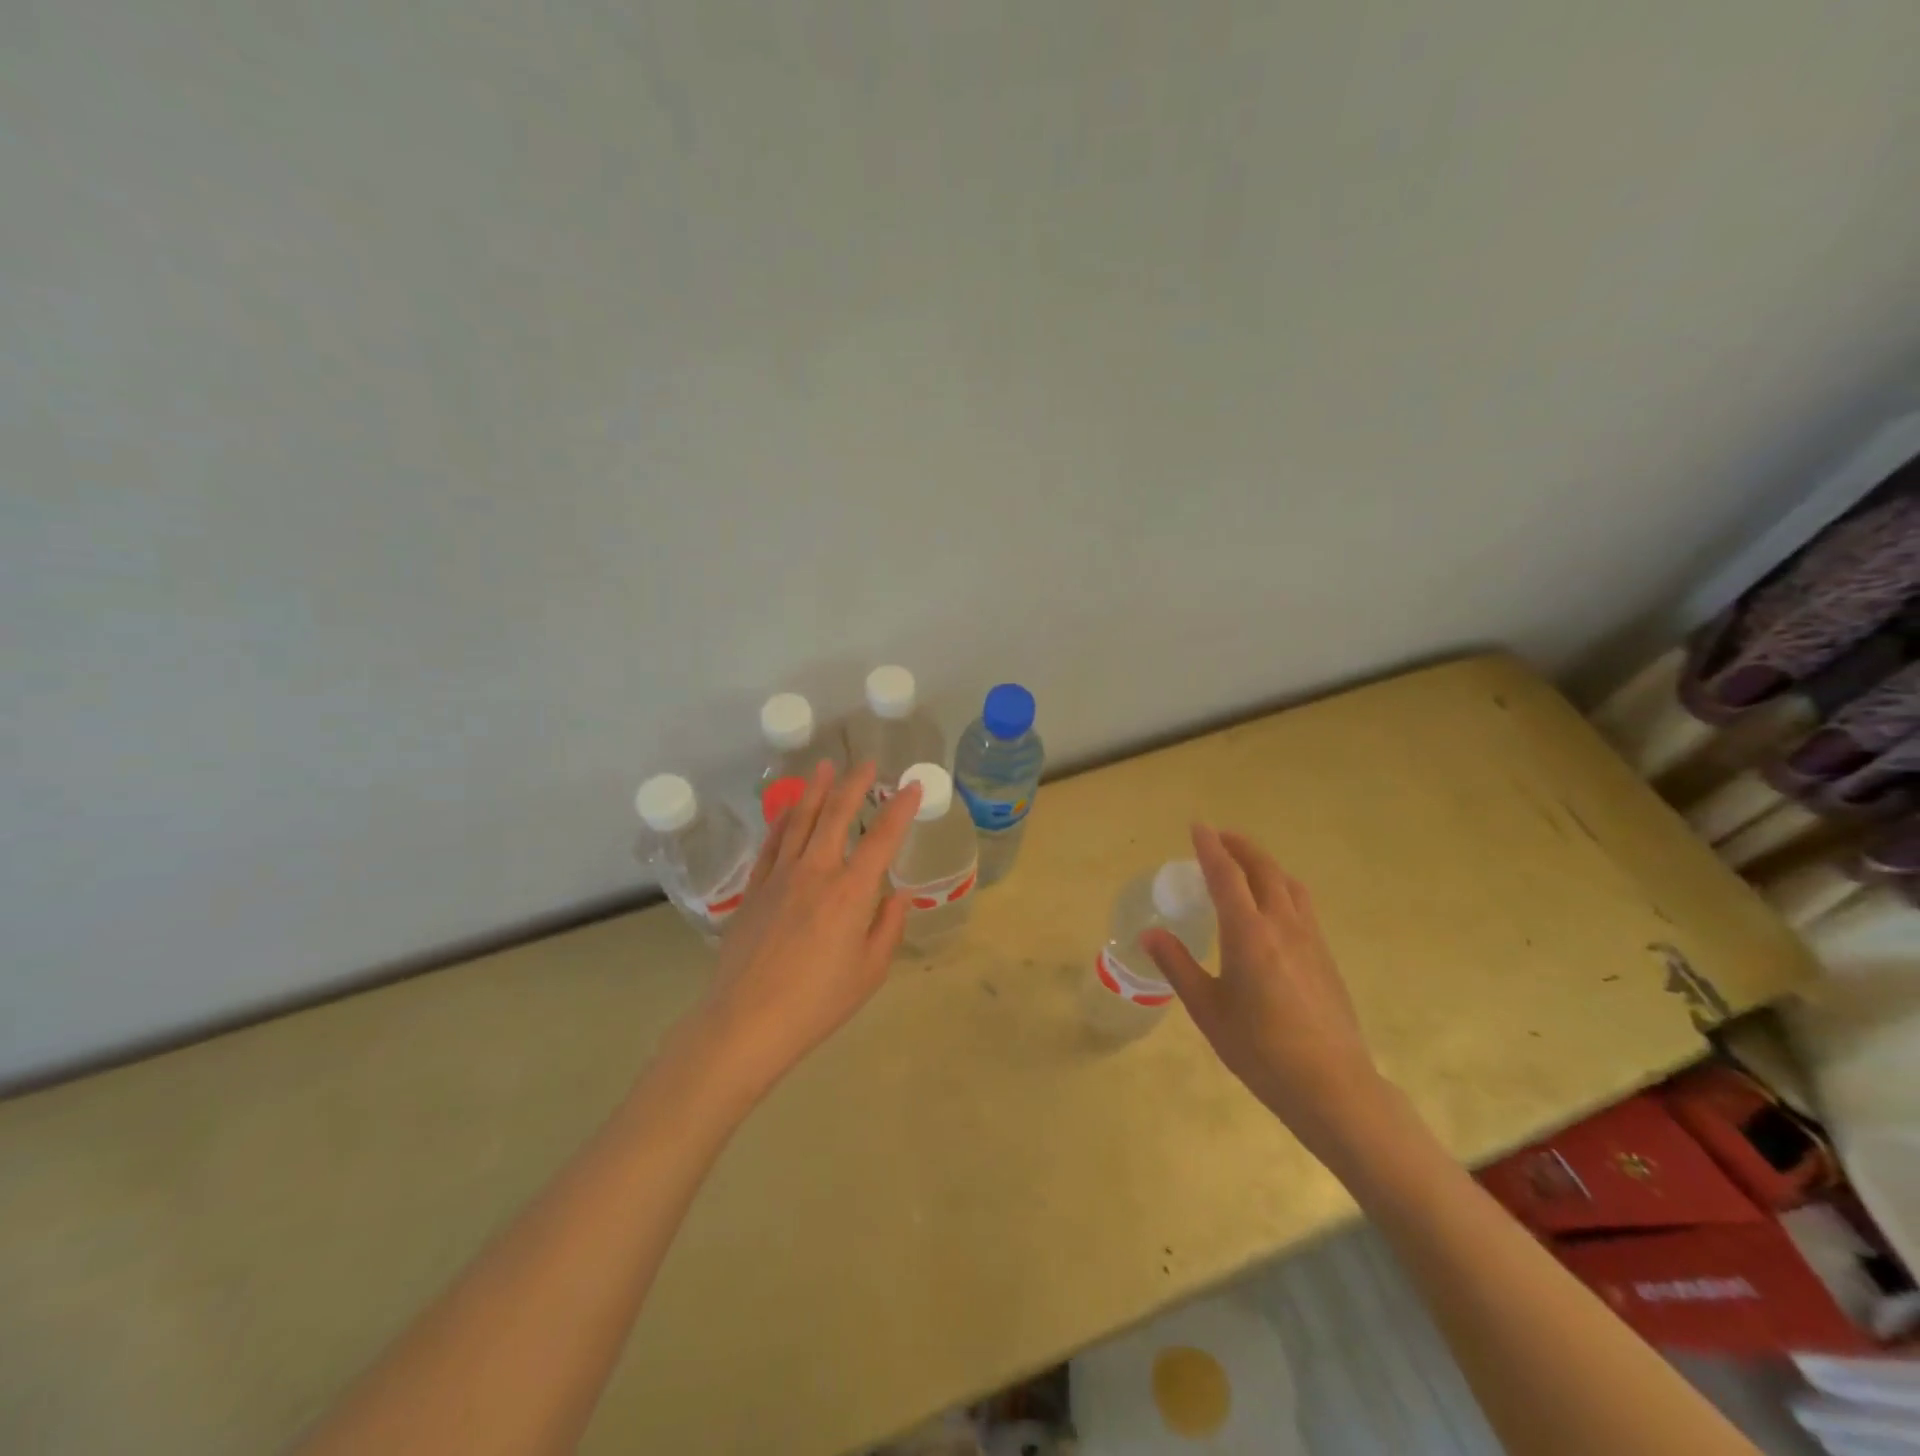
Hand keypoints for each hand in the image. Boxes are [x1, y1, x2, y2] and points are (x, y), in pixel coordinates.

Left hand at [696, 759, 920, 1095]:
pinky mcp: (754, 888)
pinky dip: (784, 820)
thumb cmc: (818, 1003)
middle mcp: (816, 872)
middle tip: (866, 764)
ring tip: (826, 767)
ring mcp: (780, 876)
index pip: (882, 838)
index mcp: (851, 893)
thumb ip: (888, 927)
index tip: (911, 786)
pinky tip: (790, 808)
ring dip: (817, 790)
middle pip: (837, 815)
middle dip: (855, 785)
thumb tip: (900, 894)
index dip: (900, 809)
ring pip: (801, 820)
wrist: (746, 1021)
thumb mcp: (869, 972)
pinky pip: (771, 843)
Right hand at [1141, 825, 1385, 1152]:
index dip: (1209, 847)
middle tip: (1218, 838)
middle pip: (1263, 869)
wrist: (1333, 1086)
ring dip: (1264, 863)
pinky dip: (1281, 886)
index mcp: (1248, 934)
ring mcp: (1310, 939)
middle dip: (1240, 846)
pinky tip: (1273, 906)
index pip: (1226, 875)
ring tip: (1246, 863)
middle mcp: (1282, 925)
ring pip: (1288, 883)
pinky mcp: (1326, 956)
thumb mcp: (1208, 1010)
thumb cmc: (1260, 1050)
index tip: (1197, 826)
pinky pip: (1302, 904)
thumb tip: (1150, 934)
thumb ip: (1178, 966)